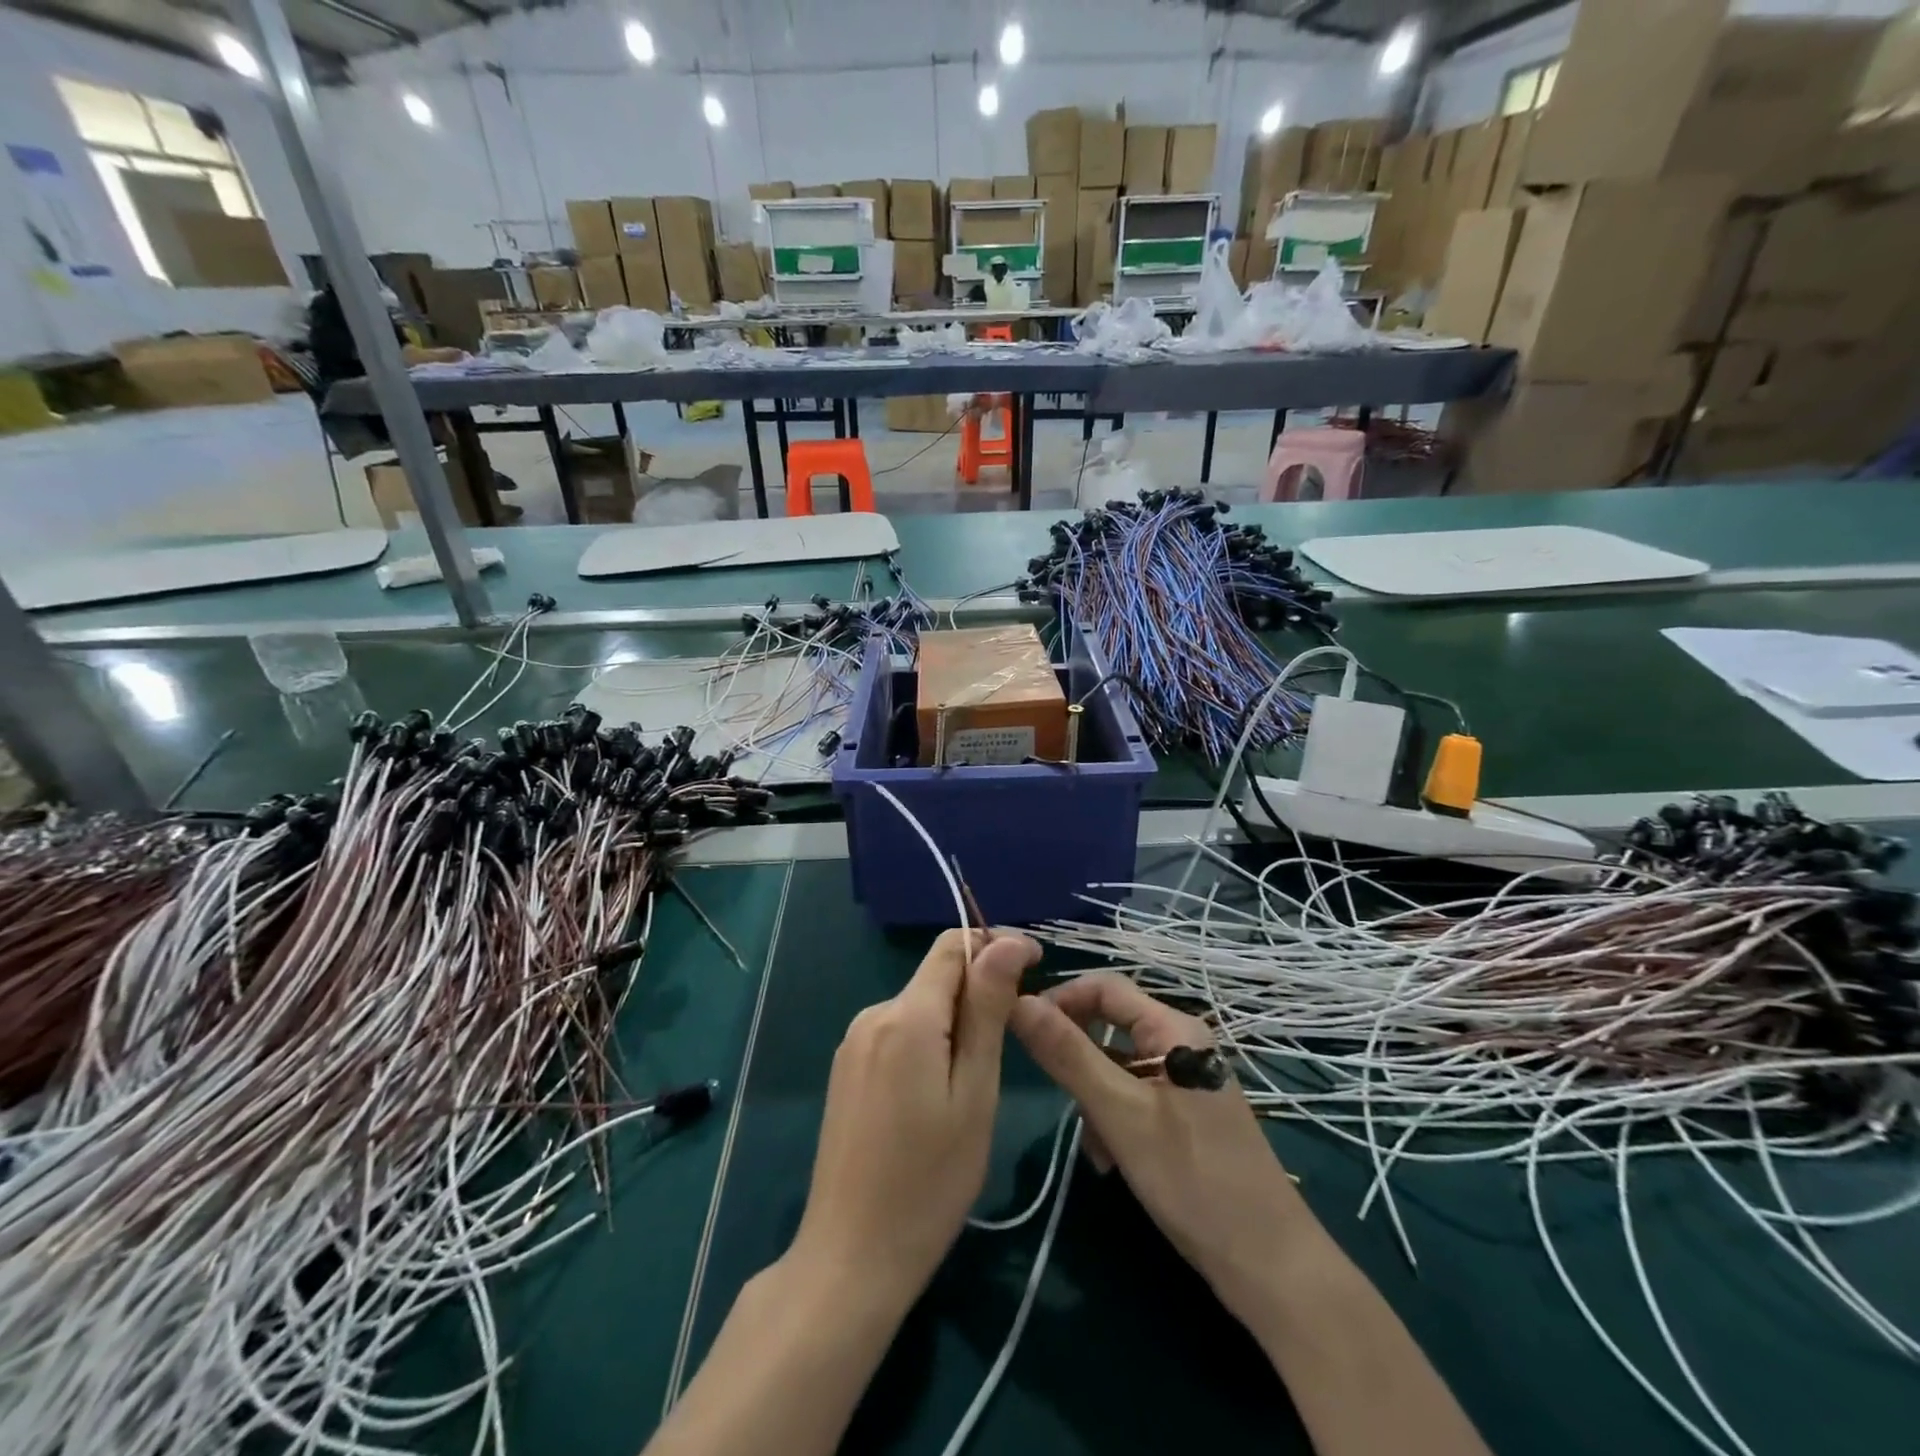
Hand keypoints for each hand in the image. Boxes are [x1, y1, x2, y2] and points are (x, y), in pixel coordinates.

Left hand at [790, 928, 1038, 1307]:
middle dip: (979, 991)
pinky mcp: (847, 1068)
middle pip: (936, 976)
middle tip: (1014, 1042)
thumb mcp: (975, 1092)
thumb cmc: (930, 1180)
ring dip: (956, 1020)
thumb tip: (1005, 941)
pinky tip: (939, 1093)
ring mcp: (853, 1042)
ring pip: (919, 1006)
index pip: (952, 946)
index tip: (1036, 966)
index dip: (996, 944)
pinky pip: (898, 1032)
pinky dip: (929, 1041)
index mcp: (906, 1015)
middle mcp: (873, 1014)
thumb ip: (988, 1009)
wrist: (851, 1255)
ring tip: (979, 1079)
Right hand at [1008, 973, 1318, 1324]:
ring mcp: (1184, 1080)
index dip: (1060, 999)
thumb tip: (1018, 1001)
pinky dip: (1114, 1119)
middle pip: (1109, 1026)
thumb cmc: (1194, 1180)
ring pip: (1117, 1066)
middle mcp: (1180, 1042)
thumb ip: (1068, 1055)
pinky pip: (1133, 1096)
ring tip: (1095, 1146)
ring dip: (1095, 1097)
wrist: (1270, 1267)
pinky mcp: (1184, 1114)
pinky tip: (1111, 1159)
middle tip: (1059, 1097)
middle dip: (1078, 1060)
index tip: (1023, 1031)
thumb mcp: (1121, 1114)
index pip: (1104, 986)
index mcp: (1173, 1027)